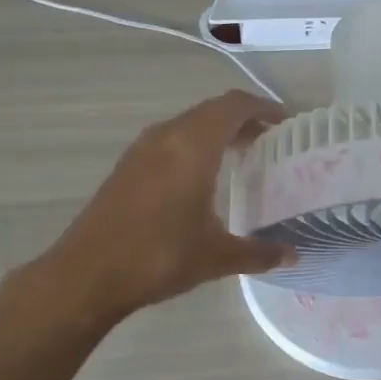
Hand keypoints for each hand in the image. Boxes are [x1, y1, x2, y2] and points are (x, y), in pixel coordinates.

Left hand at [46, 90, 295, 320]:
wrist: (87, 274)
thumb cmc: (159, 256)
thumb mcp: (216, 257)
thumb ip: (259, 253)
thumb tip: (292, 255)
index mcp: (194, 145)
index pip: (234, 106)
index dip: (263, 107)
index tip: (286, 121)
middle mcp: (168, 136)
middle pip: (212, 110)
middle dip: (243, 119)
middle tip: (270, 140)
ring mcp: (142, 149)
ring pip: (188, 123)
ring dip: (216, 131)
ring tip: (241, 155)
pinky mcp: (127, 166)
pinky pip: (170, 139)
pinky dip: (193, 144)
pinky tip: (201, 176)